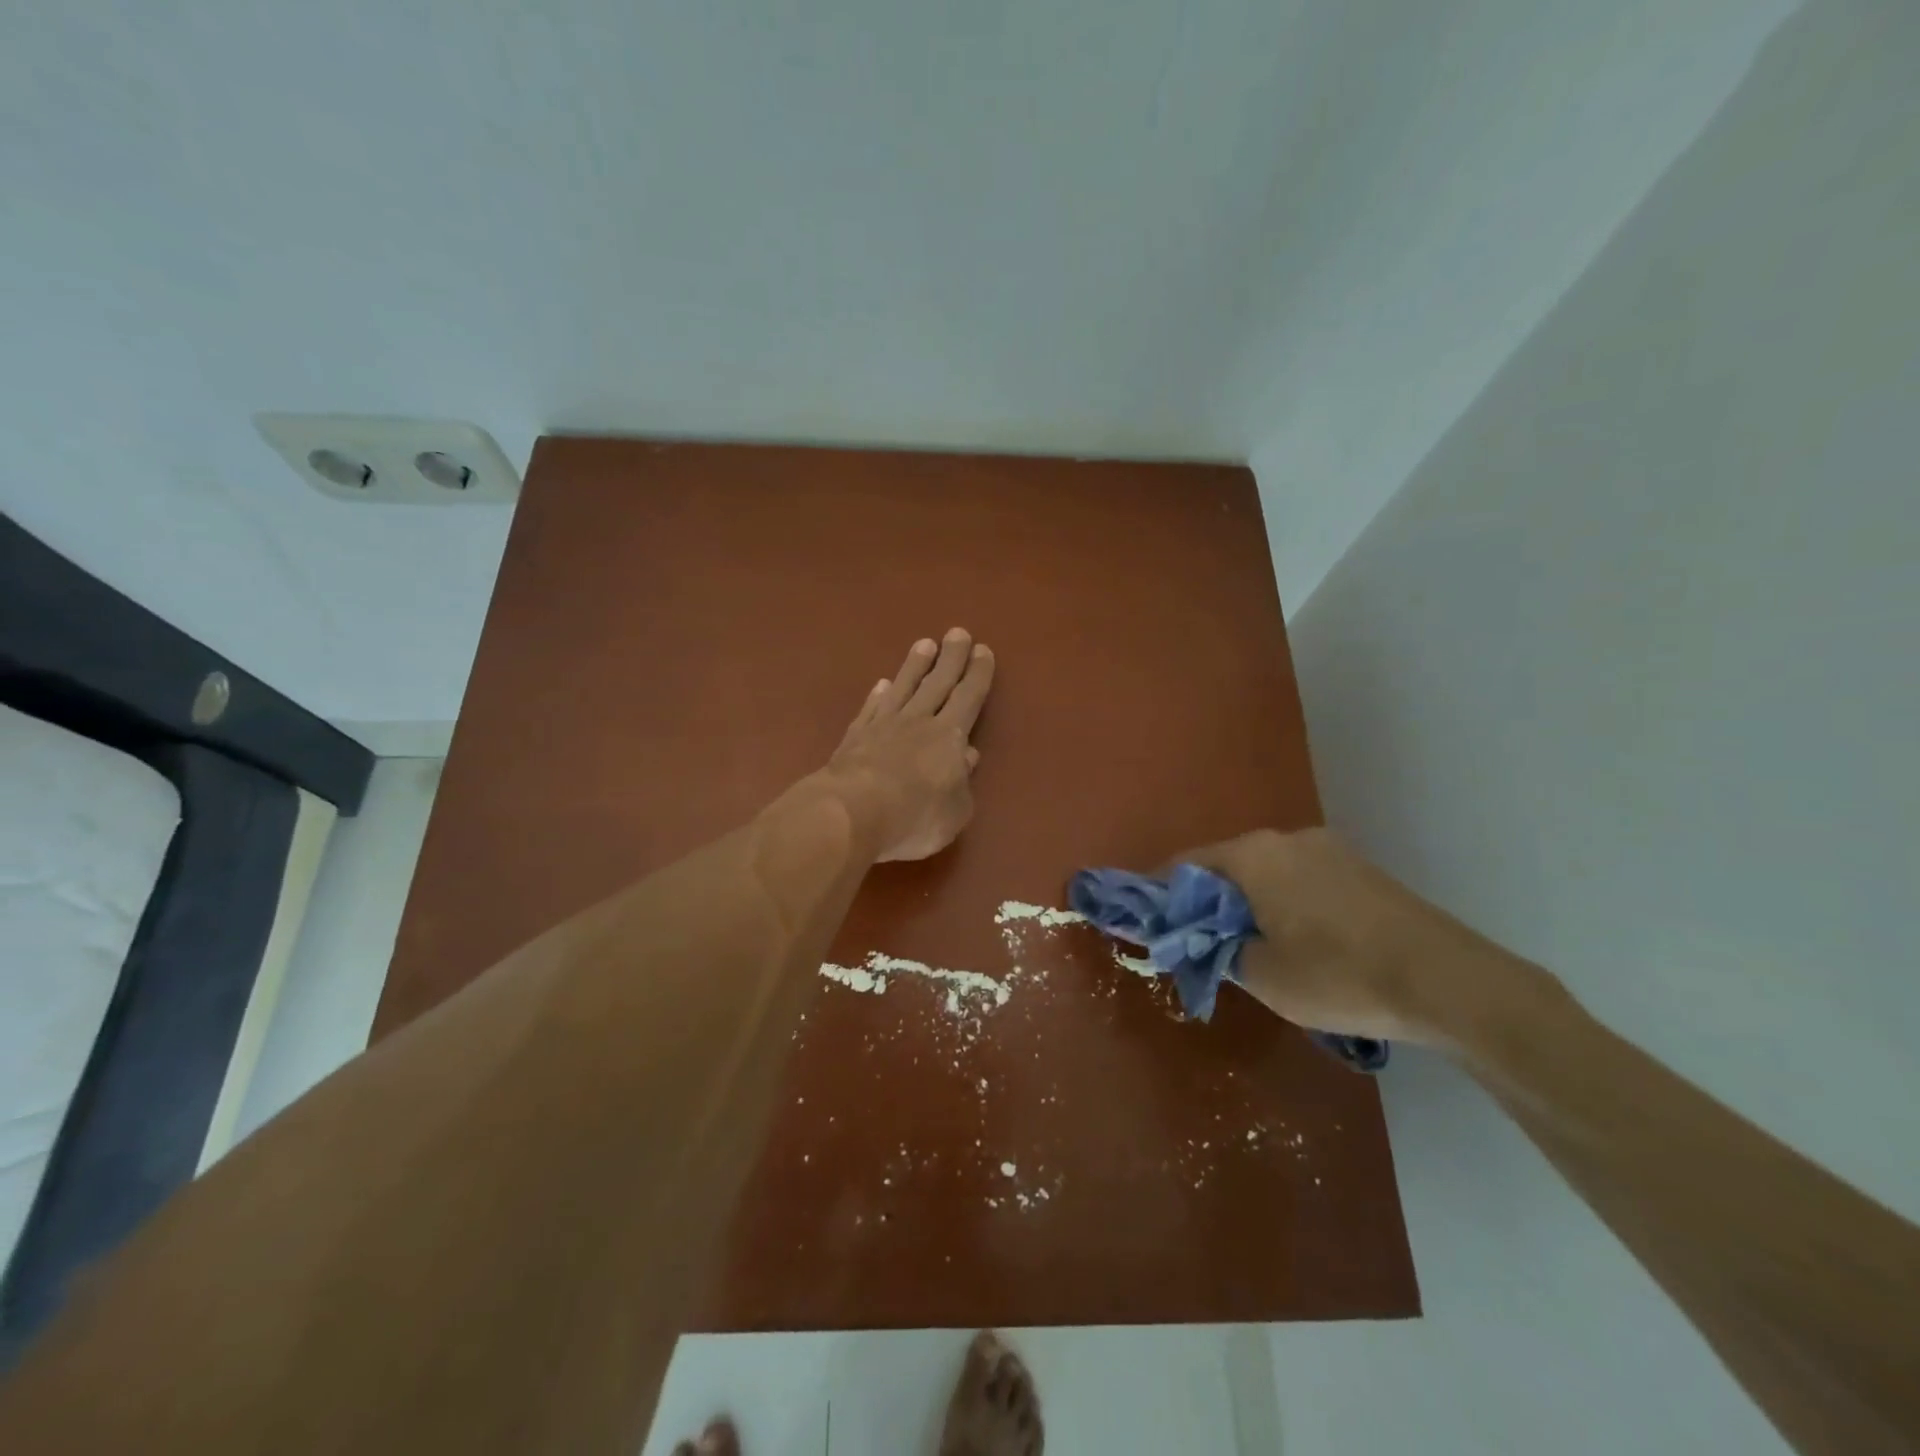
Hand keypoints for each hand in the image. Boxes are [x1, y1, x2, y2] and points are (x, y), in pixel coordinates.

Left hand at [821, 628, 995, 861]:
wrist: (851, 813)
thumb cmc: (914, 817)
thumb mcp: (955, 812)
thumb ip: (963, 784)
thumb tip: (966, 756)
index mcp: (949, 737)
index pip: (968, 697)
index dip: (978, 674)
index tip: (982, 651)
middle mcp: (918, 722)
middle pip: (938, 683)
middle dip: (951, 658)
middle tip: (957, 633)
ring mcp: (882, 726)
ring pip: (903, 688)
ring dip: (915, 666)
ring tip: (924, 644)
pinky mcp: (854, 737)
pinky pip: (871, 709)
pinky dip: (878, 695)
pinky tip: (882, 685)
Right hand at [1178, 828, 1553, 1049]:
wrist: (1449, 981)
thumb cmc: (1340, 975)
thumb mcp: (1263, 976)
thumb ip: (1219, 951)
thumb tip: (1203, 940)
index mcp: (1253, 855)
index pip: (1185, 866)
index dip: (1163, 895)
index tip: (1152, 925)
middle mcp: (1286, 838)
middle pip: (1226, 865)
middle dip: (1208, 902)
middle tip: (1201, 943)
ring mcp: (1328, 849)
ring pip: (1266, 872)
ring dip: (1248, 903)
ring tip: (1250, 946)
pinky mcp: (1360, 869)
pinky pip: (1300, 879)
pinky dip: (1283, 902)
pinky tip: (1298, 940)